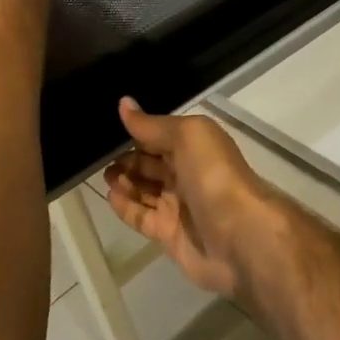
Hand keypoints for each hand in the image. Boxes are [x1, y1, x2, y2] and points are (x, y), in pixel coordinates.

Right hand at [103, 99, 293, 304]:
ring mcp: (181, 205)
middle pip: (154, 163)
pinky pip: (142, 217)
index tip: (111, 127)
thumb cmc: (213, 175)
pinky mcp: (170, 234)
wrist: (238, 234)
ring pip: (147, 189)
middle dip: (130, 158)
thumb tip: (124, 104)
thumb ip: (154, 125)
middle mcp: (190, 173)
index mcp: (198, 146)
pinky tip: (109, 196)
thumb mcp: (188, 136)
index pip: (164, 135)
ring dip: (125, 181)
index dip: (141, 131)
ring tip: (103, 174)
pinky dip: (126, 206)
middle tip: (100, 156)